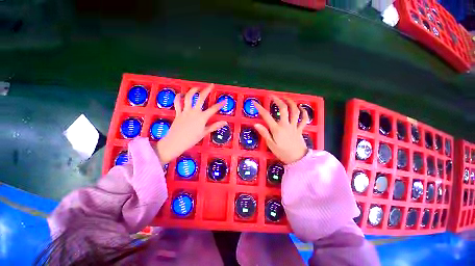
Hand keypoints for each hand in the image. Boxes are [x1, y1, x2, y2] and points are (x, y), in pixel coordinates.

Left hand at [155, 84, 226, 164]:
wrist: (175, 142)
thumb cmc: (191, 139)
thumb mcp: (204, 133)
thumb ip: (214, 126)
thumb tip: (224, 122)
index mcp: (202, 117)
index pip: (213, 109)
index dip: (220, 104)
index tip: (224, 101)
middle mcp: (194, 112)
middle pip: (201, 98)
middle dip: (207, 90)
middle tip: (211, 85)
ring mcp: (185, 111)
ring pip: (189, 97)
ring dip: (193, 91)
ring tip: (197, 88)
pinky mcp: (178, 113)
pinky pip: (177, 103)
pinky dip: (179, 97)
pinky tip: (181, 94)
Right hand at [253, 96, 308, 164]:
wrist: (297, 159)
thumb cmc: (282, 153)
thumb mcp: (270, 144)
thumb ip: (264, 133)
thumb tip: (256, 124)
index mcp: (277, 129)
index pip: (266, 116)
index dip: (260, 108)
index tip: (255, 102)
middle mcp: (286, 125)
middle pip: (283, 109)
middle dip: (278, 100)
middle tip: (273, 96)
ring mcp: (294, 126)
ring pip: (295, 111)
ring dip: (291, 103)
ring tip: (286, 98)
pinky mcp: (300, 129)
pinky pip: (304, 119)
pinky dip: (304, 112)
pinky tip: (301, 108)